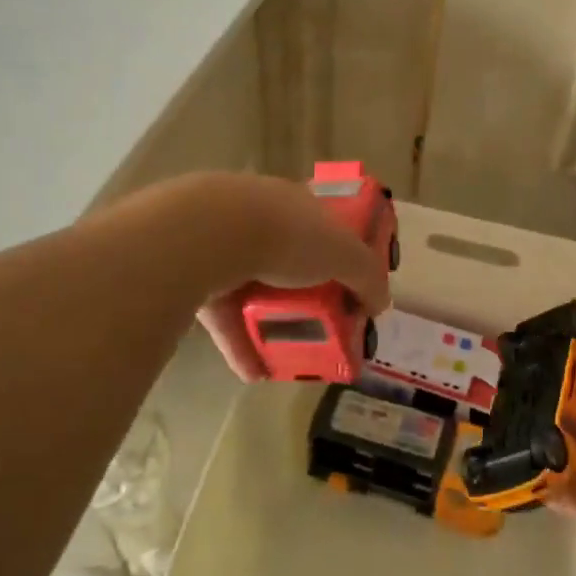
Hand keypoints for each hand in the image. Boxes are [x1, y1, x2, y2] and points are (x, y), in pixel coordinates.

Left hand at [186, 173, 392, 381]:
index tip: (350, 284)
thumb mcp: (344, 254)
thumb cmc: (287, 235)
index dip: (339, 253)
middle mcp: (259, 218)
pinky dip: (239, 343)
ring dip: (271, 321)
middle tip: (323, 323)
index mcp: (295, 204)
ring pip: (253, 288)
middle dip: (305, 292)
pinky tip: (253, 372)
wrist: (208, 235)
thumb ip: (367, 277)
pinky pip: (223, 315)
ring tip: (289, 354)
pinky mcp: (194, 275)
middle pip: (289, 259)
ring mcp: (223, 245)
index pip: (323, 225)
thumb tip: (381, 303)